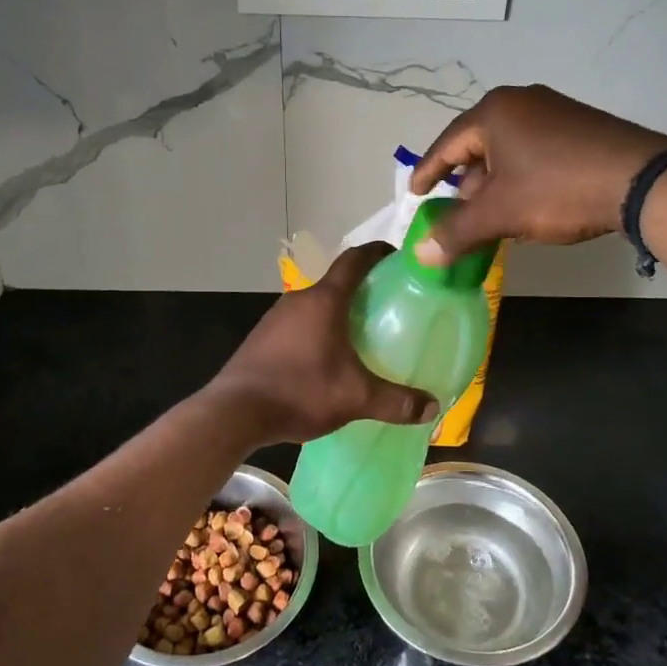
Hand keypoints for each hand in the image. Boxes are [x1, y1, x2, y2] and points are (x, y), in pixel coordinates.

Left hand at [207, 244, 438, 445]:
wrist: (234, 412)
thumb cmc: (299, 392)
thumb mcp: (355, 398)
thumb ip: (396, 402)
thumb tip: (432, 407)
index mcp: (324, 300)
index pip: (355, 260)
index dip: (378, 253)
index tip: (398, 257)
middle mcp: (298, 299)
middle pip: (336, 282)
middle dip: (363, 289)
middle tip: (389, 305)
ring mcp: (275, 318)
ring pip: (315, 304)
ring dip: (337, 311)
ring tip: (362, 332)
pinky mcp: (262, 338)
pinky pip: (298, 323)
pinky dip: (317, 329)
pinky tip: (326, 356)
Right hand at [408, 85, 666, 262]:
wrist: (642, 180)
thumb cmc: (557, 189)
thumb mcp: (501, 214)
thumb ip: (457, 232)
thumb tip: (420, 255)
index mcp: (494, 112)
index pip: (447, 144)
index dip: (428, 172)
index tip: (415, 194)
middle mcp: (521, 101)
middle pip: (478, 146)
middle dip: (466, 184)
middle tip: (459, 214)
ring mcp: (554, 110)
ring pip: (508, 151)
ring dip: (496, 184)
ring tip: (494, 216)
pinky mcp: (579, 125)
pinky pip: (535, 150)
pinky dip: (522, 177)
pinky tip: (529, 204)